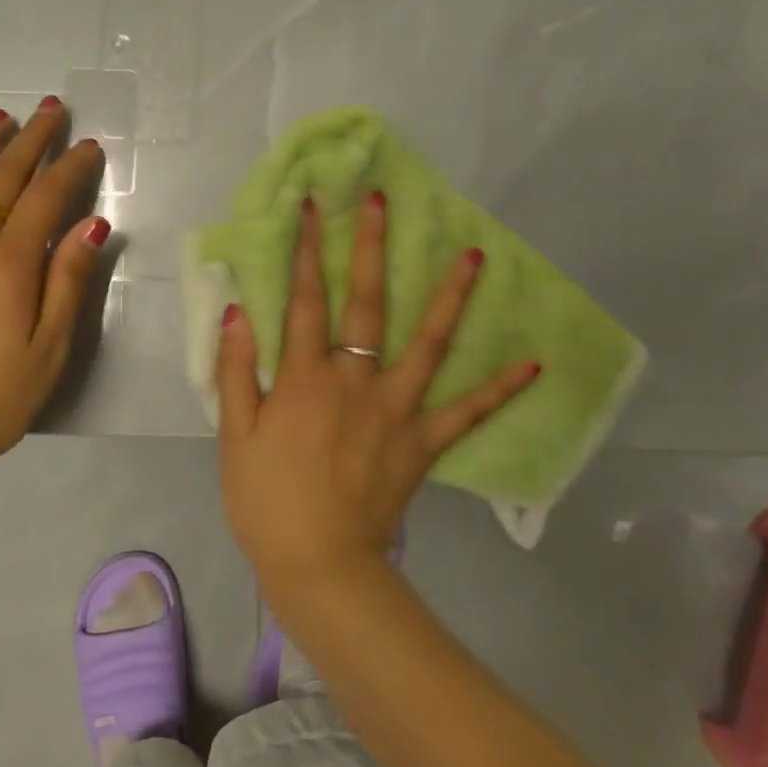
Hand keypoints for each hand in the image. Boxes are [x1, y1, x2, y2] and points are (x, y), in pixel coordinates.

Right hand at [214, 192, 540, 588]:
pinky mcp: (423, 442)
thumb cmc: (266, 499)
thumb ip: (235, 370)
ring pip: (427, 343)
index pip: (304, 300)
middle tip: (383, 202)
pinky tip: (533, 363)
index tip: (310, 207)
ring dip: (450, 297)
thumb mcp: (234, 435)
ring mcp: (395, 409)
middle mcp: (354, 380)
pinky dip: (500, 388)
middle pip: (365, 303)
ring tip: (474, 255)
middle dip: (371, 248)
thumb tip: (240, 310)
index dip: (304, 251)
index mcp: (304, 378)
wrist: (318, 564)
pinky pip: (467, 411)